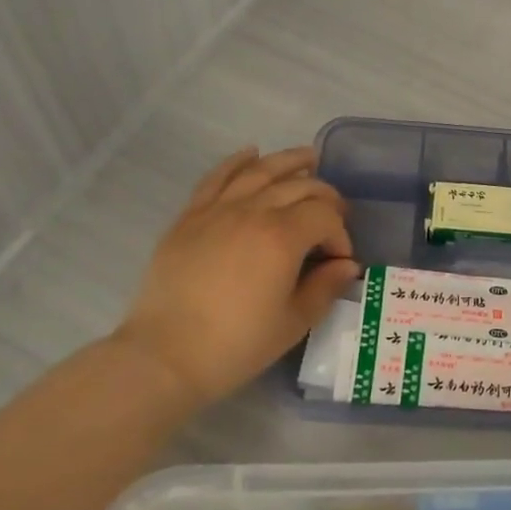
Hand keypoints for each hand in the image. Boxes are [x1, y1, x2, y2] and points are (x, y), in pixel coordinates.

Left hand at [116, 146, 359, 407]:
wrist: (164, 356)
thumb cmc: (235, 345)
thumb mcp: (292, 323)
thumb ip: (325, 288)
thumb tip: (347, 266)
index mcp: (283, 237)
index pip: (325, 217)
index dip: (340, 234)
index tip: (339, 261)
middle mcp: (253, 211)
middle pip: (299, 186)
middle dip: (325, 196)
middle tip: (335, 212)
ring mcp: (218, 209)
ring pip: (261, 171)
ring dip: (289, 161)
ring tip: (308, 157)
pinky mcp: (190, 216)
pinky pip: (217, 177)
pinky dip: (237, 161)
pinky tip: (251, 153)